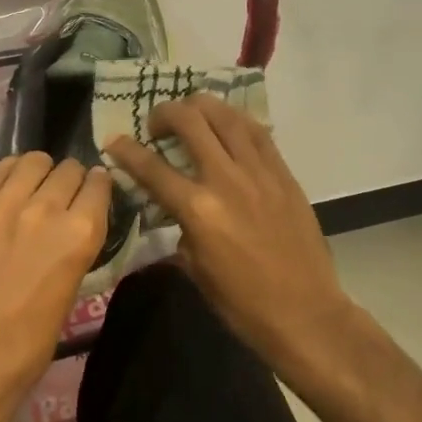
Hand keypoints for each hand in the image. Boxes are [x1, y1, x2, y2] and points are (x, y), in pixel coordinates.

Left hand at [0, 153, 111, 421]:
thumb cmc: (26, 347)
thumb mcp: (69, 291)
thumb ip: (72, 247)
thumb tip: (72, 222)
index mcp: (78, 235)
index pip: (98, 184)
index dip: (97, 185)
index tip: (93, 188)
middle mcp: (44, 209)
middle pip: (67, 169)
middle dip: (70, 178)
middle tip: (61, 193)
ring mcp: (0, 204)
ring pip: (31, 161)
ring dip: (38, 172)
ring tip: (31, 186)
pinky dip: (7, 177)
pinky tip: (4, 192)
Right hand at [105, 95, 353, 382]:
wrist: (306, 313)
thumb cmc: (243, 303)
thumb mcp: (195, 268)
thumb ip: (179, 228)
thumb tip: (171, 208)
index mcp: (198, 210)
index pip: (151, 168)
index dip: (127, 150)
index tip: (114, 140)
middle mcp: (225, 180)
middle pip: (189, 121)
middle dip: (164, 113)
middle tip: (157, 125)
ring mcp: (258, 172)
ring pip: (225, 115)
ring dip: (200, 107)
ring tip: (191, 115)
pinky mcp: (283, 173)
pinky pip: (257, 132)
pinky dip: (235, 121)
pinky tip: (227, 125)